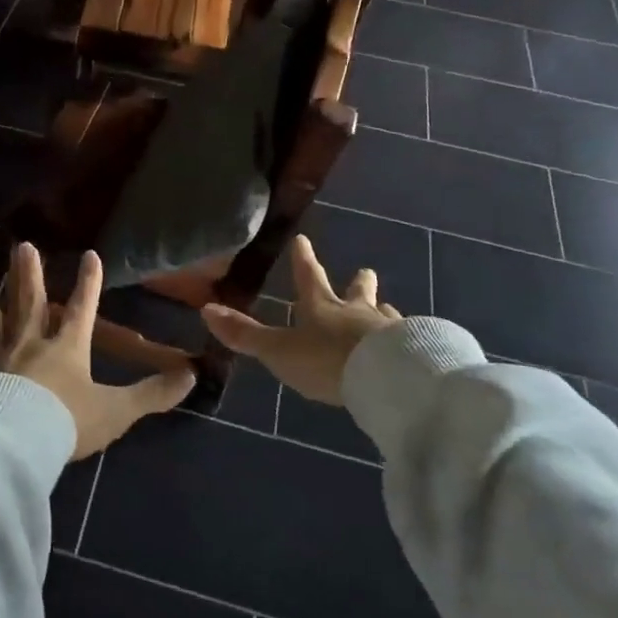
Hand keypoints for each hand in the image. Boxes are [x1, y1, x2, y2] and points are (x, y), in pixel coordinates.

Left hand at [0, 244, 195, 459]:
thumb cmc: (67, 422)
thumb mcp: (118, 410)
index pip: (82, 308)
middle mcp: (29, 345)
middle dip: (29, 274)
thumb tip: (193, 375)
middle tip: (22, 245)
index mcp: (66, 348)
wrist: (16, 445)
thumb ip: (154, 393)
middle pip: (29, 303)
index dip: (88, 282)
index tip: (89, 254)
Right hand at [201, 235, 401, 406]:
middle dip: (359, 282)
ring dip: (382, 310)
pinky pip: (407, 339)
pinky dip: (404, 338)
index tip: (304, 240)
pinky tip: (409, 344)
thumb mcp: (279, 350)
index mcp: (321, 307)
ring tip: (388, 308)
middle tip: (366, 270)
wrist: (386, 377)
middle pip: (357, 291)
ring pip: (384, 314)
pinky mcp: (412, 350)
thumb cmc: (327, 360)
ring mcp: (387, 329)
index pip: (309, 277)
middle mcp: (356, 312)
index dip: (304, 260)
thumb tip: (206, 309)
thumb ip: (245, 335)